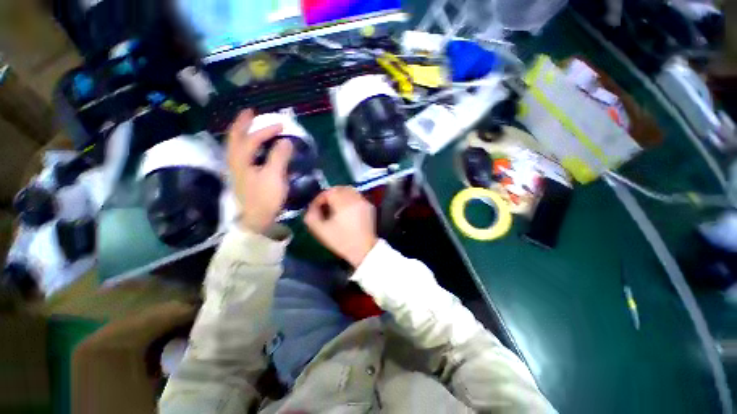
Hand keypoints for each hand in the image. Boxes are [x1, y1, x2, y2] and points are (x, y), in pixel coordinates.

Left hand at [227, 110, 292, 233]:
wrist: (256, 219)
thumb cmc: (265, 197)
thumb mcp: (274, 176)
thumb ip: (279, 156)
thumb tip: (286, 141)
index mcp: (241, 159)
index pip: (252, 138)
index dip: (266, 130)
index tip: (282, 126)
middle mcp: (234, 161)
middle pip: (234, 137)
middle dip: (242, 123)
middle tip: (250, 112)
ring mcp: (236, 169)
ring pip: (235, 145)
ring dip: (242, 133)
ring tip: (249, 125)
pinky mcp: (242, 176)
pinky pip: (240, 154)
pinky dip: (245, 145)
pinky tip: (252, 147)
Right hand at [304, 187, 377, 266]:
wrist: (364, 250)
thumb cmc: (342, 241)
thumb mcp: (321, 231)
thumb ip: (311, 216)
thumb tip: (311, 207)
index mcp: (343, 204)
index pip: (329, 192)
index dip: (319, 198)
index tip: (316, 207)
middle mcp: (355, 199)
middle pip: (339, 188)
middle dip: (329, 194)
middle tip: (324, 204)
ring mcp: (364, 201)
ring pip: (349, 190)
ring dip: (340, 194)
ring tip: (334, 205)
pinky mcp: (369, 206)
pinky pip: (357, 196)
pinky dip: (349, 198)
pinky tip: (346, 208)